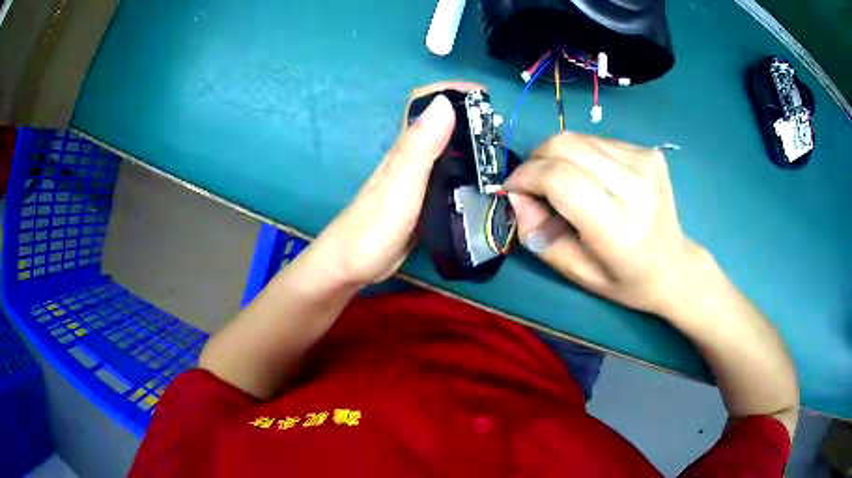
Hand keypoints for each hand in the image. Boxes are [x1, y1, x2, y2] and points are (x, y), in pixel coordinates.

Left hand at [309, 82, 483, 286]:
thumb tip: (444, 102)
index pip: (424, 102)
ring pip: (447, 150)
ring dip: (472, 144)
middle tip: (502, 131)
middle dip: (472, 118)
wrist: (352, 266)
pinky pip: (449, 176)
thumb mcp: (400, 184)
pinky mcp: (422, 200)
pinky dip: (468, 172)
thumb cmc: (373, 227)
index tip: (485, 96)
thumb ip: (419, 146)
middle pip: (441, 124)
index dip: (452, 90)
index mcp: (405, 147)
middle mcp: (411, 156)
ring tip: (500, 155)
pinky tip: (483, 184)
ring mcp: (416, 179)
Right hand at [505, 132, 708, 315]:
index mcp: (617, 227)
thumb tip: (517, 195)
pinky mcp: (648, 152)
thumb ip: (537, 235)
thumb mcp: (575, 272)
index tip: (513, 189)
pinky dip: (581, 155)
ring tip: (561, 183)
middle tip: (531, 184)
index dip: (526, 176)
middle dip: (536, 160)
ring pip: (578, 138)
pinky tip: (590, 178)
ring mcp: (645, 163)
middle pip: (565, 145)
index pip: (559, 178)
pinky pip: (597, 141)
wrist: (675, 266)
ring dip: (557, 156)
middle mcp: (634, 186)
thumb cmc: (626, 280)